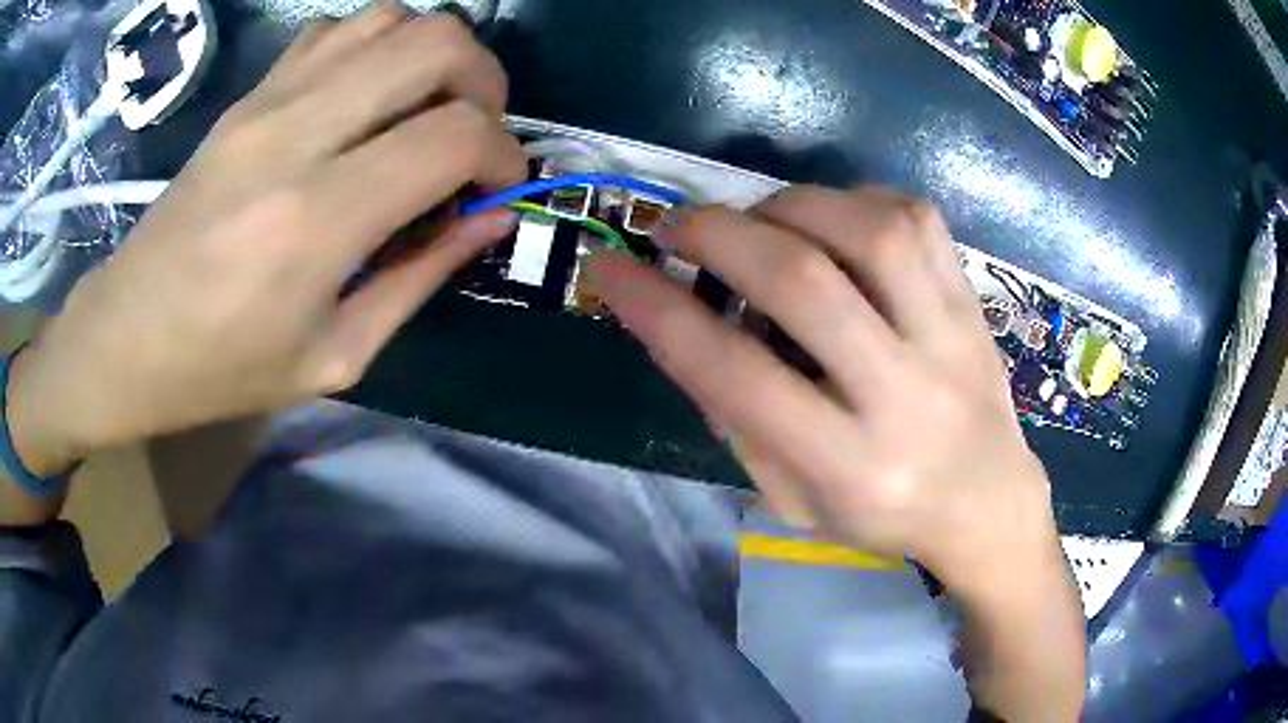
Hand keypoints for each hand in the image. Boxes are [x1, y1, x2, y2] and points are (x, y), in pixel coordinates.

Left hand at [8, 5, 525, 474]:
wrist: (125, 335)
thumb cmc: (221, 368)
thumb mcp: (335, 356)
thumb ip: (420, 278)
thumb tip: (489, 221)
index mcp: (319, 218)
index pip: (454, 134)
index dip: (503, 154)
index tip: (499, 188)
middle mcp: (297, 133)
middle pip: (435, 43)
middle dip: (484, 81)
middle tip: (476, 133)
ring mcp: (268, 100)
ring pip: (391, 19)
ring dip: (431, 56)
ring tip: (425, 110)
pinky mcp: (249, 93)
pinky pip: (337, 31)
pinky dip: (375, 49)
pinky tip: (366, 98)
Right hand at [590, 186, 1085, 717]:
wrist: (989, 501)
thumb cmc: (882, 514)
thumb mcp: (792, 499)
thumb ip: (736, 418)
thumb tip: (683, 325)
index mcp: (850, 466)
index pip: (736, 374)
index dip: (659, 311)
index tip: (609, 267)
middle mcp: (905, 396)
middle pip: (804, 284)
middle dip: (720, 235)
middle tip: (676, 225)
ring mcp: (950, 338)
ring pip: (868, 231)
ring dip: (789, 206)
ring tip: (758, 221)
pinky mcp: (972, 301)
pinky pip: (914, 216)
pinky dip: (854, 199)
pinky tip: (830, 220)